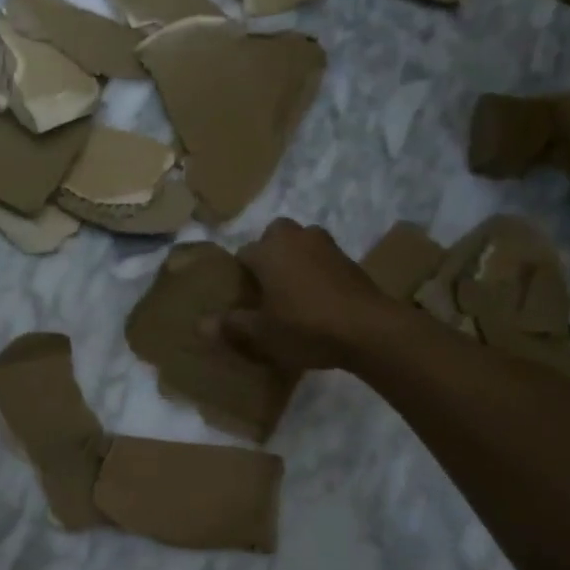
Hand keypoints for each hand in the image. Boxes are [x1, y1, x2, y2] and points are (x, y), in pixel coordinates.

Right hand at [211, 218, 397, 370]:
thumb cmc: (305, 327)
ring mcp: (328, 245)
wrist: (368, 330)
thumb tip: (200, 324)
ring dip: (294, 260)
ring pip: (301, 244)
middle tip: (266, 287)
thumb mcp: (261, 334)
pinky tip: (317, 300)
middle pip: (274, 236)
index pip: (243, 253)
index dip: (239, 275)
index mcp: (269, 250)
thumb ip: (231, 325)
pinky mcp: (351, 260)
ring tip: (291, 293)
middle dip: (268, 254)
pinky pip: (323, 260)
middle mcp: (296, 237)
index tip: (240, 298)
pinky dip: (317, 273)